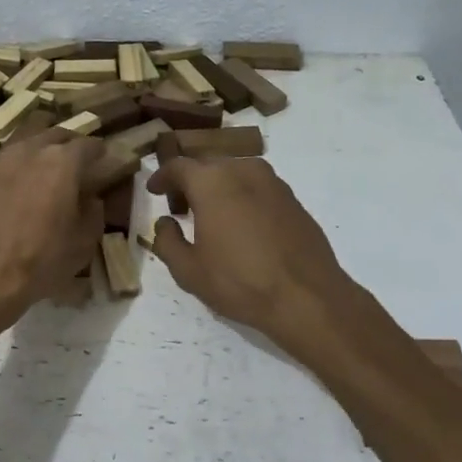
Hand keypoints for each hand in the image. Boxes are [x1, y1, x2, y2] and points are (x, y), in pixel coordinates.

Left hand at [0, 129, 104, 331]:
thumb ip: (93, 212)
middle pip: (55, 134)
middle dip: (69, 144)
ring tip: (44, 170)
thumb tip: (90, 198)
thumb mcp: (84, 242)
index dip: (100, 153)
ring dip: (39, 151)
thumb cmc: (42, 260)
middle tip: (76, 163)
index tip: (105, 162)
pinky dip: (15, 170)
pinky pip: (2, 163)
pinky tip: (15, 190)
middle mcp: (30, 151)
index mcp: (63, 162)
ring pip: (25, 142)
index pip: (89, 145)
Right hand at [145, 157, 360, 354]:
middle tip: (179, 206)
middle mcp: (243, 171)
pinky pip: (258, 188)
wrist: (306, 296)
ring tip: (210, 216)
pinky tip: (241, 225)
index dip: (162, 176)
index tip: (154, 190)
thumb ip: (167, 241)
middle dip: (190, 181)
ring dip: (218, 187)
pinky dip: (242, 197)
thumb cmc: (240, 282)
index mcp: (212, 182)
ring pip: (235, 174)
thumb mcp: (189, 271)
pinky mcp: (293, 199)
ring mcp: (274, 183)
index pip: (178, 166)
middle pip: (208, 165)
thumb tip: (165, 222)